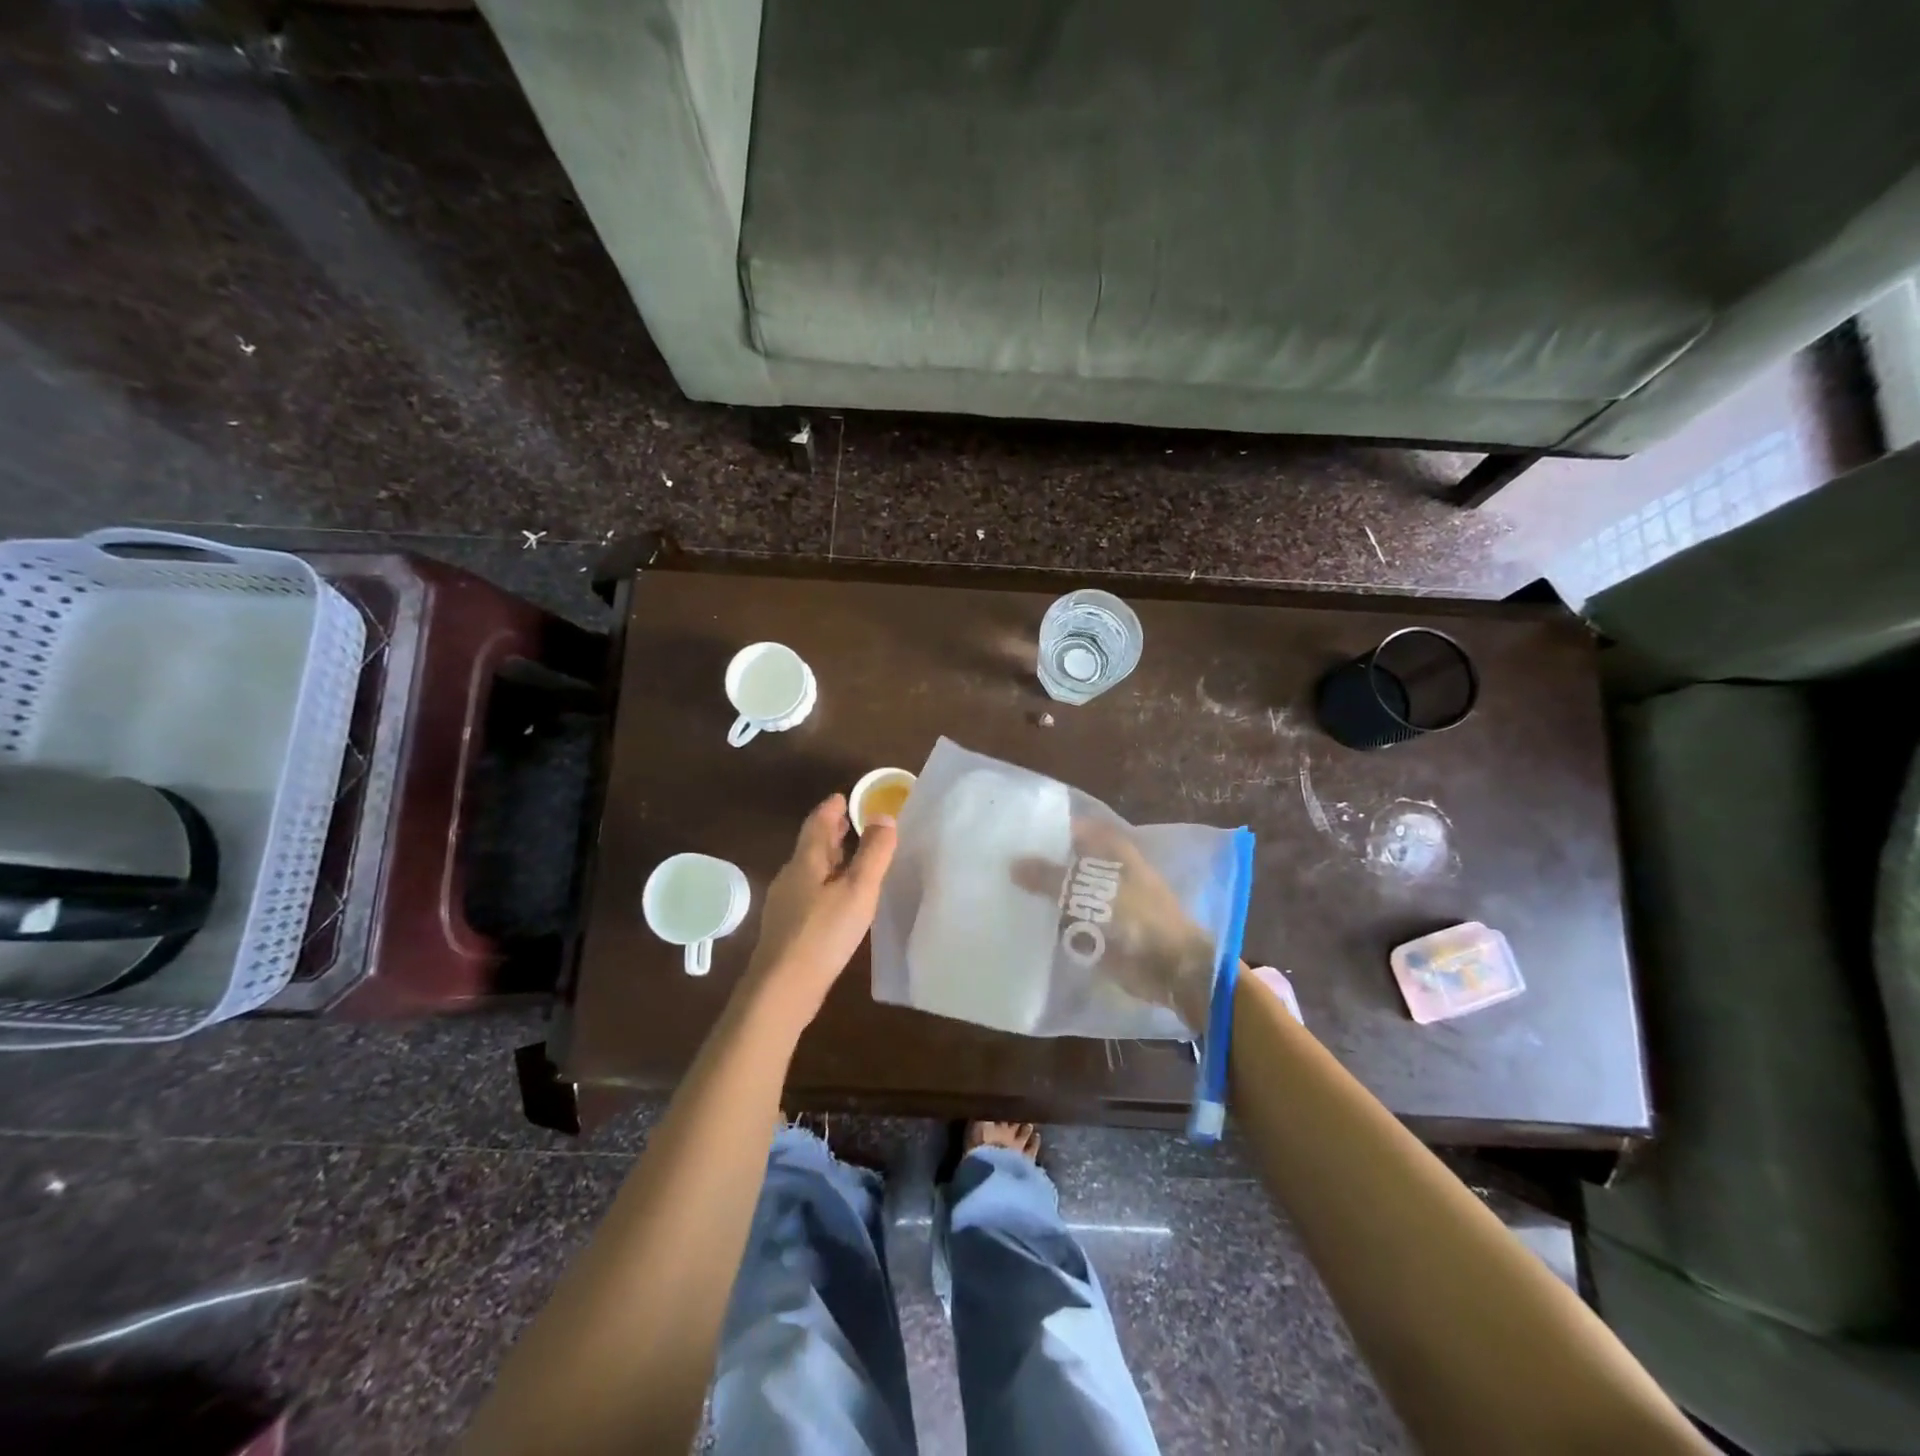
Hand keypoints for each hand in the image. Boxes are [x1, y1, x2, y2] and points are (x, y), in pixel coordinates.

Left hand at [744, 794, 897, 1028]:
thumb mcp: (858, 890)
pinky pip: (809, 892)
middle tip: (850, 821)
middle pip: (812, 845)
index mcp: (806, 861)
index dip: (832, 808)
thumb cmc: (823, 933)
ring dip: (829, 858)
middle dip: (831, 832)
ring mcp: (785, 903)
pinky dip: (826, 883)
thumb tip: (883, 816)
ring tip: (850, 857)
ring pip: (810, 870)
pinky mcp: (787, 927)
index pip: (818, 823)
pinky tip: (837, 899)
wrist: (782, 988)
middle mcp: (791, 876)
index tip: (844, 797)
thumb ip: (874, 853)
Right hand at [1011, 819, 1216, 1032]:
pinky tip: (1016, 918)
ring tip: (999, 888)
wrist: (1168, 966)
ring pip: (1062, 891)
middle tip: (997, 861)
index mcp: (1111, 848)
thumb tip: (1013, 864)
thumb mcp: (1087, 889)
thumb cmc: (1135, 916)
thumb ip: (1048, 876)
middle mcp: (1104, 869)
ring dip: (1039, 893)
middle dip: (1037, 862)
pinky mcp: (1095, 929)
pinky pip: (1064, 920)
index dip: (1046, 829)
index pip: (1072, 828)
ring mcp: (1100, 901)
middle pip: (1065, 861)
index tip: (1012, 830)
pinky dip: (1046, 920)